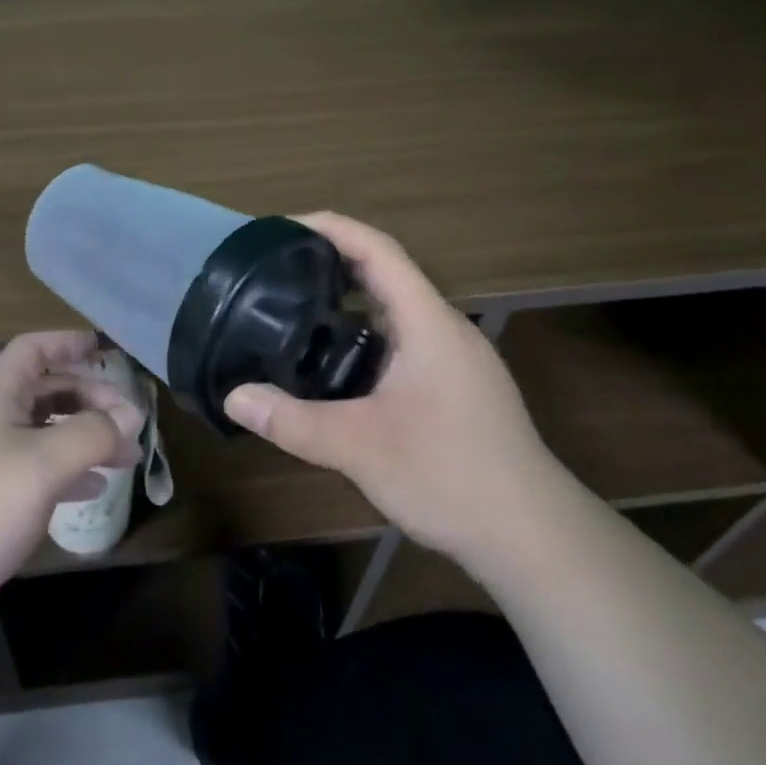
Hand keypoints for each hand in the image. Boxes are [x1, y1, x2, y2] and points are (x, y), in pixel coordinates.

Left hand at [0, 331, 139, 641]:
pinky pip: (35, 472)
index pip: (31, 350)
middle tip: (128, 418)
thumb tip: (131, 415)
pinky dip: (67, 472)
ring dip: (82, 436)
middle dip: (87, 398)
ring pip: (42, 433)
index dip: (66, 343)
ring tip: (124, 455)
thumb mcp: (43, 464)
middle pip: (43, 391)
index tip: (104, 350)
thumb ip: (92, 434)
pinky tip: (93, 489)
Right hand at [223, 213, 561, 564]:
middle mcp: (443, 329)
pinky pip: (399, 341)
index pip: (378, 251)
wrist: (533, 537)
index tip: (282, 227)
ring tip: (291, 309)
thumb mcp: (360, 448)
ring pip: (392, 311)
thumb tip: (232, 397)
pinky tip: (331, 364)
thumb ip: (292, 421)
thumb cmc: (451, 476)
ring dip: (346, 302)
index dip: (331, 228)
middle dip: (330, 262)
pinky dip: (361, 336)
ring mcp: (452, 359)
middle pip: (384, 274)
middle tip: (274, 270)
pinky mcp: (453, 387)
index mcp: (427, 323)